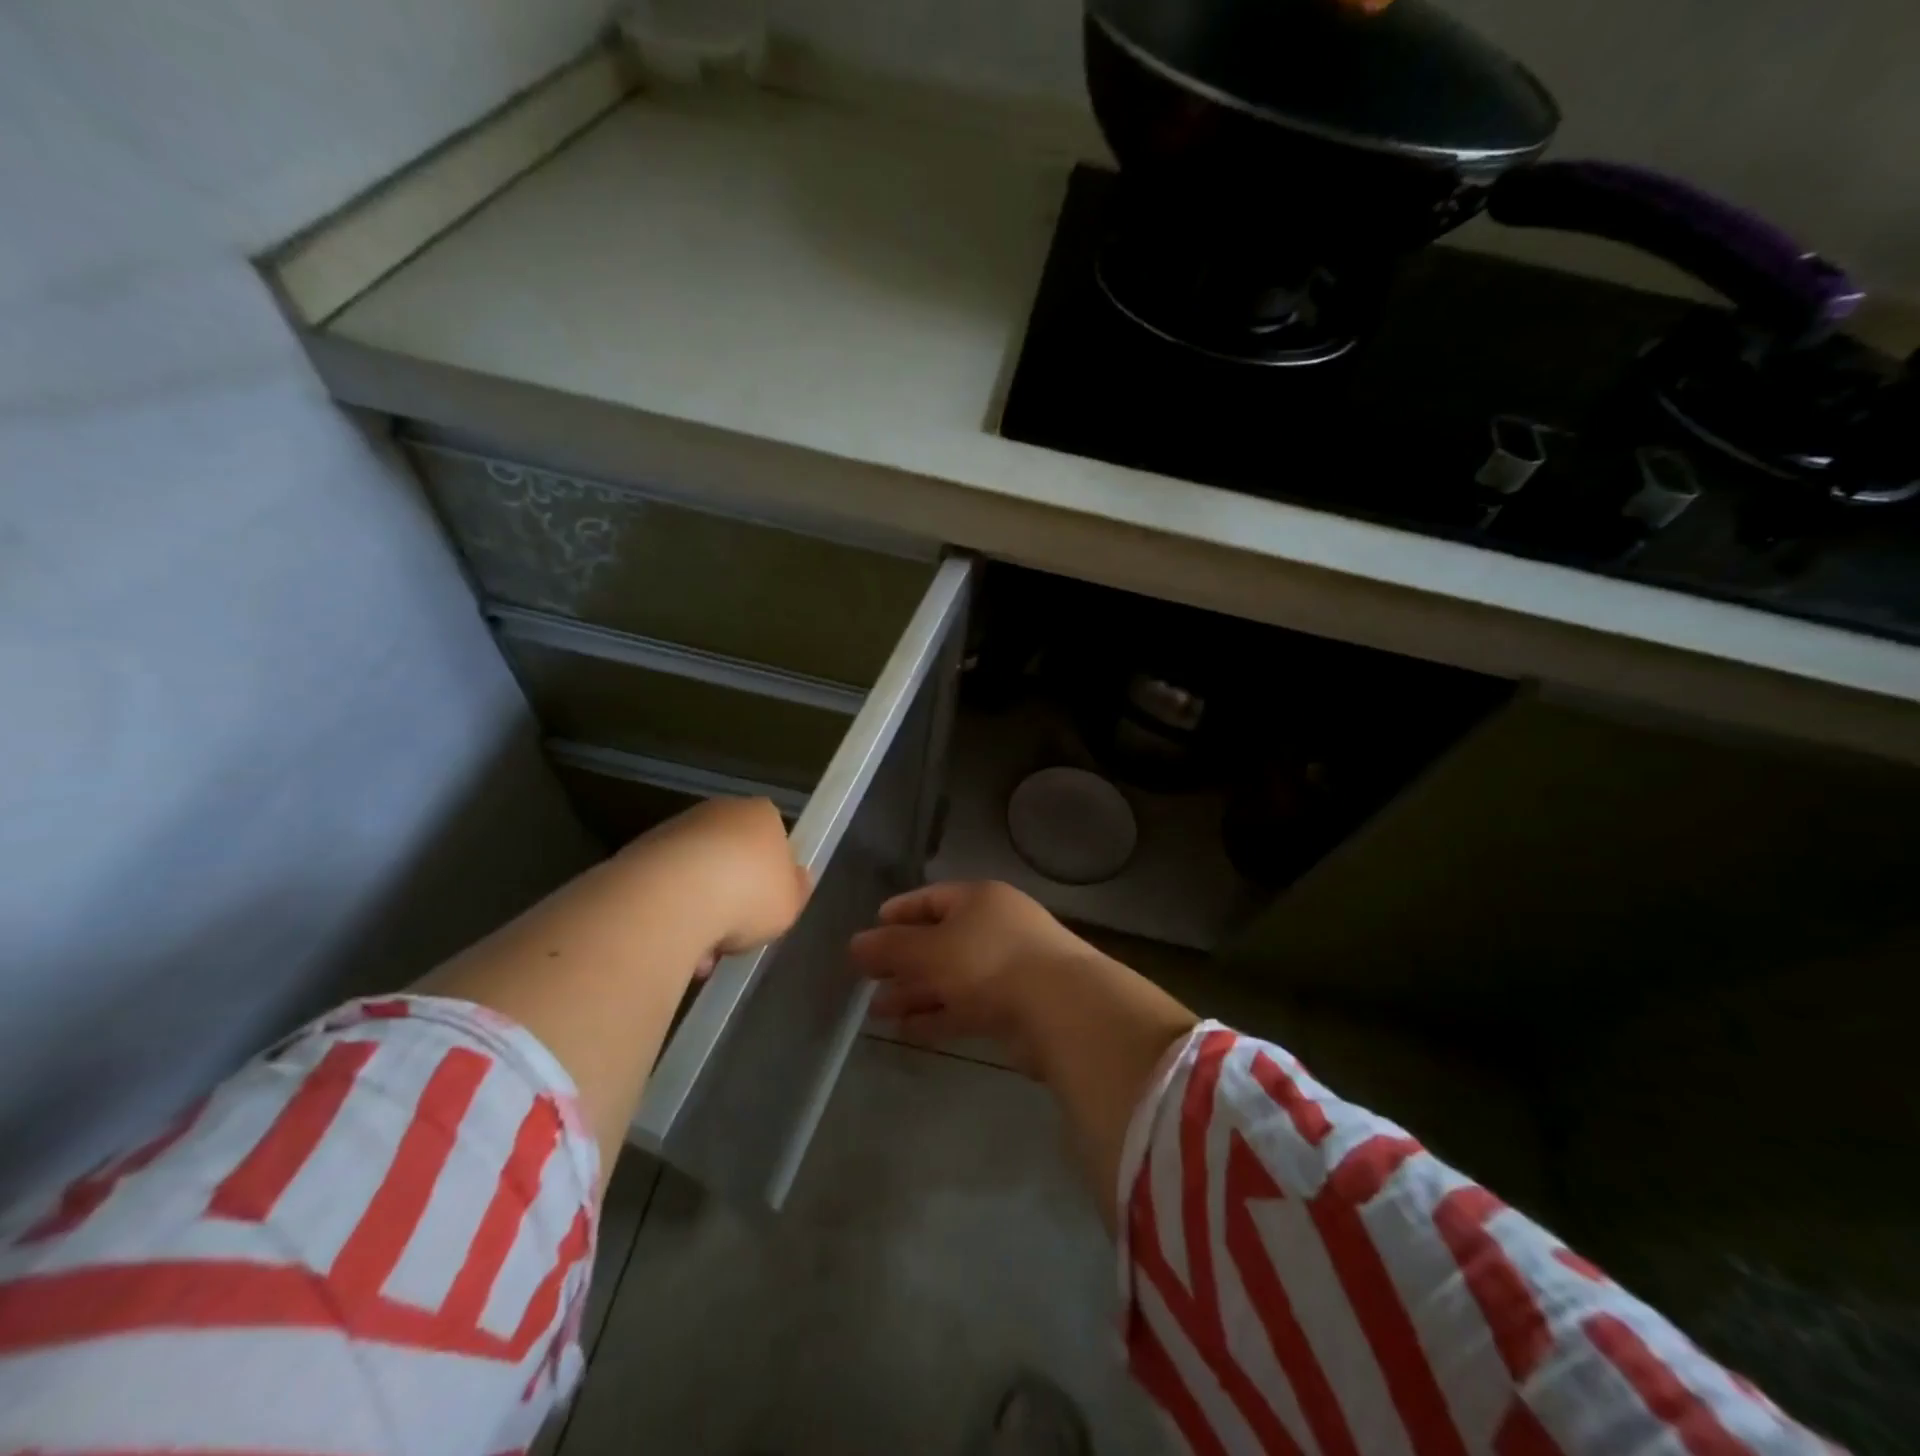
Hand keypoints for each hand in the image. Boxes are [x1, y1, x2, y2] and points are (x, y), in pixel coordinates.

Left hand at [630, 797, 809, 964]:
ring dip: (699, 910)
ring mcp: (675, 830)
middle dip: (731, 893)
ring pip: (695, 875)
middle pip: (731, 855)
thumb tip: (795, 878)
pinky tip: (674, 944)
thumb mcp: (791, 902)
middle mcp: (718, 812)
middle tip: (736, 931)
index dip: (771, 873)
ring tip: (702, 952)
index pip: (772, 836)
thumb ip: (795, 889)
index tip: (768, 903)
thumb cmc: (749, 894)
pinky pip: (664, 889)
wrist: (674, 897)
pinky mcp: (638, 853)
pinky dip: (670, 915)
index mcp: (761, 814)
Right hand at [849, 881, 1101, 1068]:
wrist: (1061, 1008)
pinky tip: (907, 1031)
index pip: (931, 898)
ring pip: (951, 977)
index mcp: (979, 900)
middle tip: (866, 979)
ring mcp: (1007, 968)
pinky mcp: (1014, 1006)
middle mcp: (994, 927)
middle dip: (902, 961)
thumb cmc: (989, 962)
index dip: (900, 913)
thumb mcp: (931, 950)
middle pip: (939, 940)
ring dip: (915, 993)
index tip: (871, 930)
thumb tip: (854, 944)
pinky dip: (937, 1015)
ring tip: (877, 1012)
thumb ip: (890, 948)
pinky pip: (966, 1005)